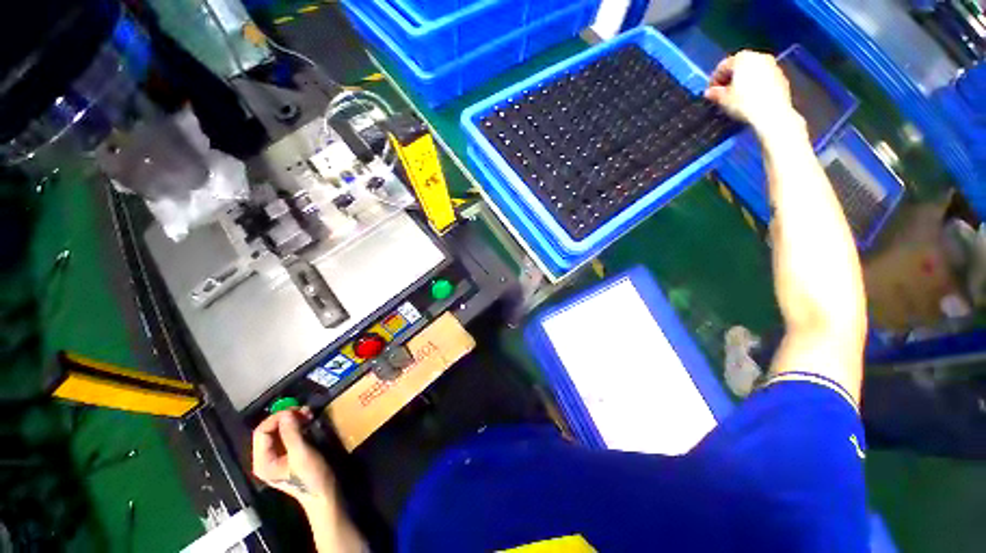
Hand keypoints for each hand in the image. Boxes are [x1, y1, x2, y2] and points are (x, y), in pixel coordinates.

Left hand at [252, 408, 336, 510]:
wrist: (324, 494)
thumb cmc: (310, 477)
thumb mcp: (301, 454)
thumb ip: (291, 433)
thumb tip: (286, 413)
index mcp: (262, 461)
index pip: (261, 432)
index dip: (277, 418)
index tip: (296, 410)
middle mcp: (266, 458)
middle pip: (269, 431)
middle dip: (286, 418)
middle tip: (305, 410)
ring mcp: (277, 457)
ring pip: (279, 431)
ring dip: (293, 420)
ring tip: (309, 413)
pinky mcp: (288, 455)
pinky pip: (288, 436)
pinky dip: (297, 426)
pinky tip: (308, 421)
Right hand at [705, 51, 800, 137]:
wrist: (772, 112)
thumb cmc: (744, 102)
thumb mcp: (724, 100)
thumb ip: (715, 93)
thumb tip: (709, 92)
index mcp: (742, 58)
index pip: (723, 66)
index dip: (714, 80)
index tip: (711, 92)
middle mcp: (758, 56)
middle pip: (740, 66)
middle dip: (731, 79)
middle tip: (723, 93)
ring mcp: (772, 65)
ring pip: (753, 71)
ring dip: (743, 81)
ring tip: (737, 96)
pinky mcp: (781, 76)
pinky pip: (763, 78)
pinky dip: (755, 85)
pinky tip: (751, 98)